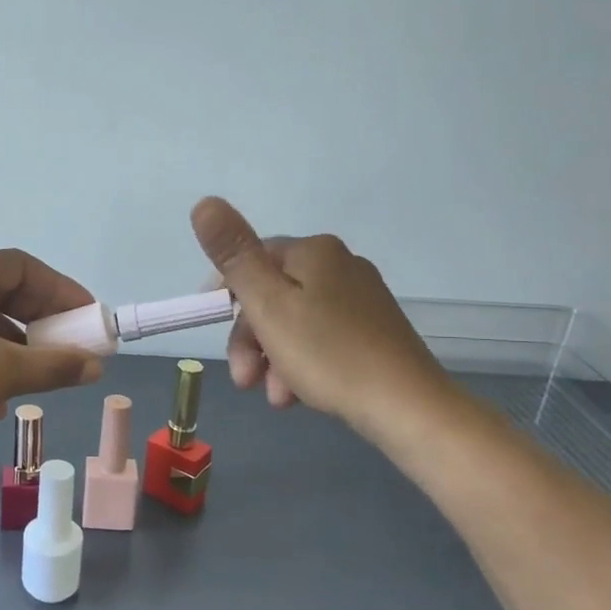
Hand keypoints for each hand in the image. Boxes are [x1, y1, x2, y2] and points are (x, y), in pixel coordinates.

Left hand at [0, 249, 105, 460]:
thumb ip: (55, 366)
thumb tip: (95, 365)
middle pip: (0, 290)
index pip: (21, 266)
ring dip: (13, 344)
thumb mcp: (2, 375)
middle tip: (67, 346)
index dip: (60, 289)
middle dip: (39, 320)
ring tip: (34, 377)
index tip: (85, 316)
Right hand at [191, 196, 458, 448]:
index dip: (225, 293)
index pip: (251, 259)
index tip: (212, 328)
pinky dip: (301, 364)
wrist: (407, 406)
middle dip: (250, 339)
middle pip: (272, 295)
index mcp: (314, 252)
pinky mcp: (373, 332)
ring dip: (272, 358)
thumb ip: (234, 254)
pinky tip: (298, 394)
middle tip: (245, 379)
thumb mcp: (268, 304)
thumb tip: (203, 203)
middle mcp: (339, 266)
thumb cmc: (328, 353)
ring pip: (293, 323)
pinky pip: (320, 340)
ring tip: (276, 396)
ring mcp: (360, 300)